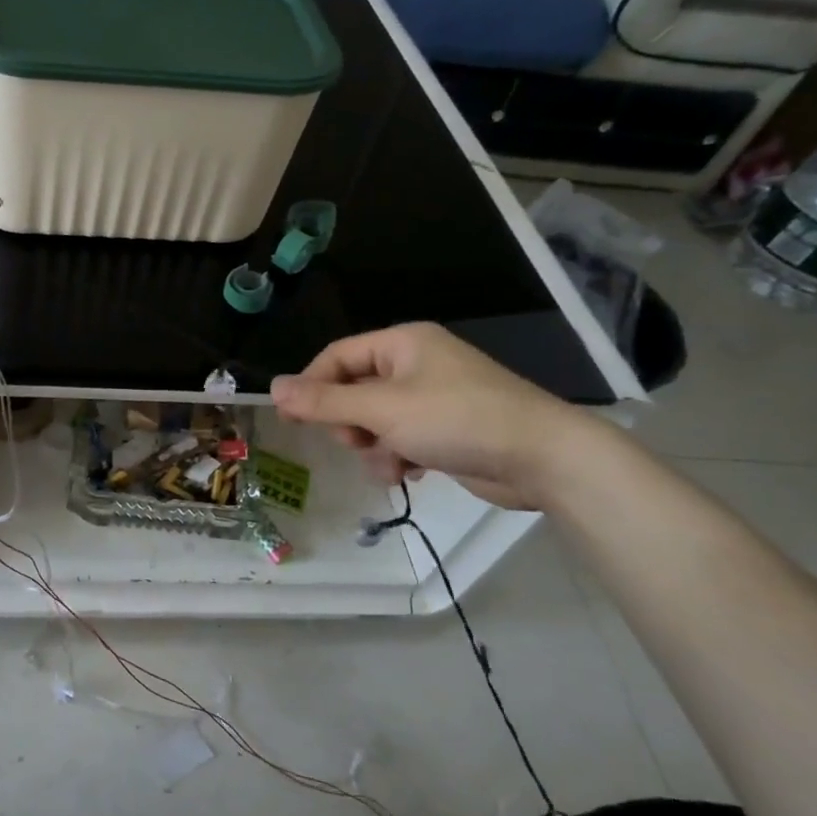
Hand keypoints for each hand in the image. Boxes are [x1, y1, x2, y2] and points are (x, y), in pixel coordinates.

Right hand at [270, 323, 601, 509]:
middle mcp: (415, 364)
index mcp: (402, 344)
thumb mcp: (382, 409)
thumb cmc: (457, 419)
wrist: (542, 458)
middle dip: (349, 422)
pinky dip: (398, 456)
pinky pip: (401, 438)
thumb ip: (325, 401)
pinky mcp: (446, 429)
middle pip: (354, 390)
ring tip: (391, 462)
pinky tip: (411, 471)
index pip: (337, 356)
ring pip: (375, 420)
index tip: (290, 419)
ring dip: (373, 446)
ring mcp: (433, 398)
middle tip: (355, 442)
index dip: (310, 386)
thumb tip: (273, 388)